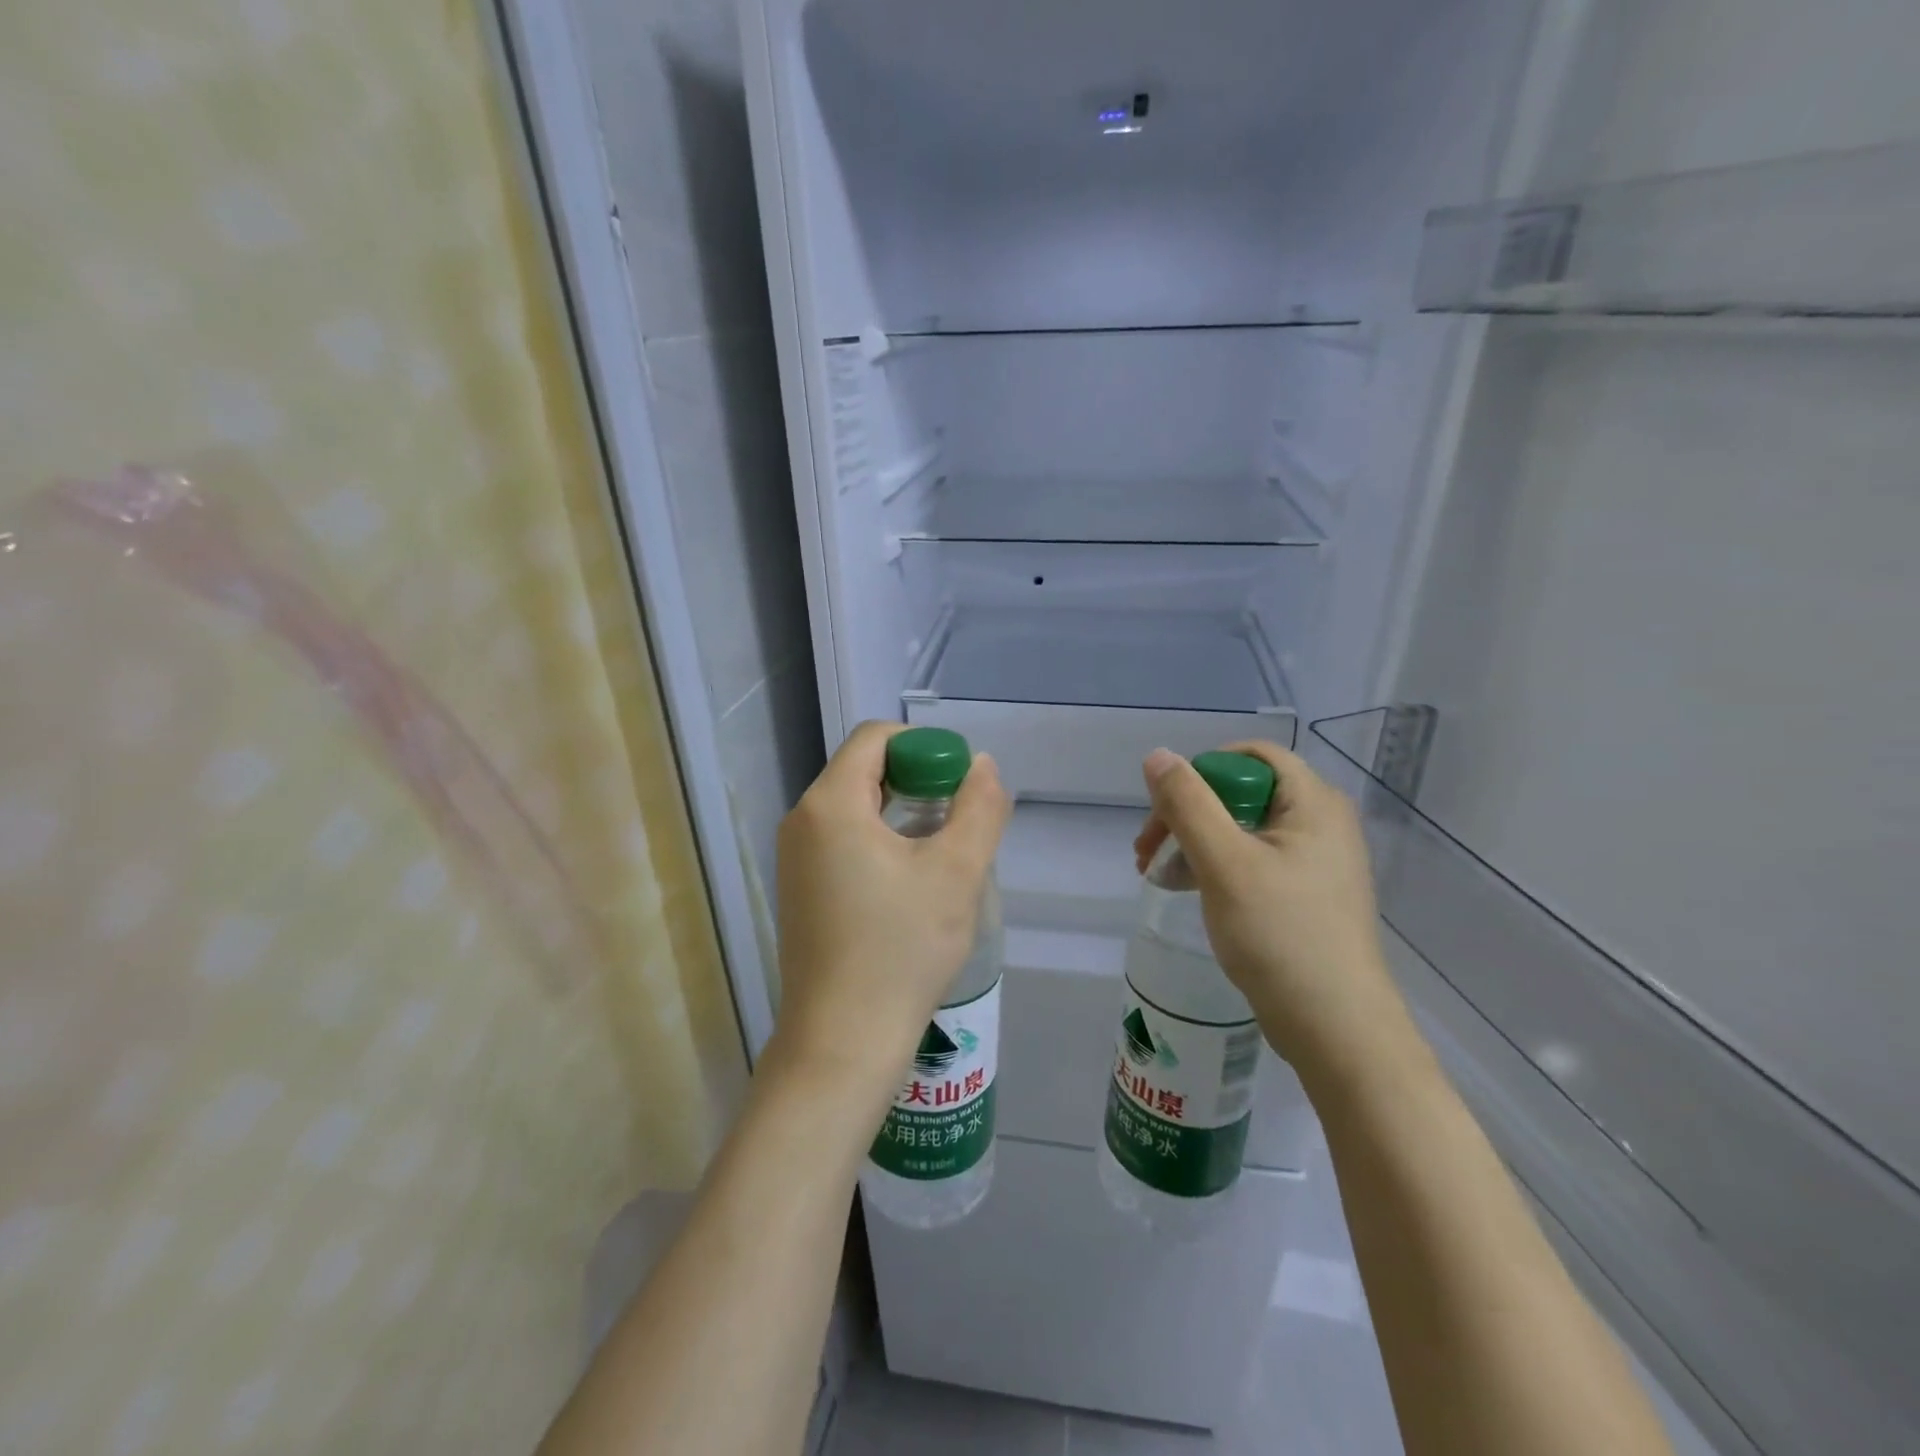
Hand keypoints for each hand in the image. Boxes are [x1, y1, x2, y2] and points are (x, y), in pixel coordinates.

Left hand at [772, 722, 1010, 1104]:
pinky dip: (881, 842)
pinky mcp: (800, 890)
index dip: (924, 748)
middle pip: (864, 770)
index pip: (876, 738)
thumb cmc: (901, 951)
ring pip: (856, 808)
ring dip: (902, 814)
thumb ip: (979, 808)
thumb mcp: (956, 873)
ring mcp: (795, 859)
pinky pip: (843, 841)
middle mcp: (802, 821)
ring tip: (943, 853)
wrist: (842, 1042)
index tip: (960, 785)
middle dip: (917, 781)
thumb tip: (982, 766)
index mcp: (830, 804)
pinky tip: (911, 884)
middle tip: (959, 821)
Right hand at [1136, 742, 1403, 1076]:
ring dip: (1193, 842)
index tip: (1166, 808)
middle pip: (1241, 791)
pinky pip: (1252, 860)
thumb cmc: (1281, 935)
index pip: (1252, 755)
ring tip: (1155, 874)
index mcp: (1313, 803)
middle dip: (1187, 813)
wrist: (1335, 1028)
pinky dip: (1214, 866)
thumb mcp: (1224, 863)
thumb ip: (1188, 804)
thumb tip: (1158, 756)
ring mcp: (1315, 861)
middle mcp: (1320, 822)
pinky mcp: (1305, 894)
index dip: (1202, 771)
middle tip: (1147, 849)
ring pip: (1241, 828)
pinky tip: (1186, 890)